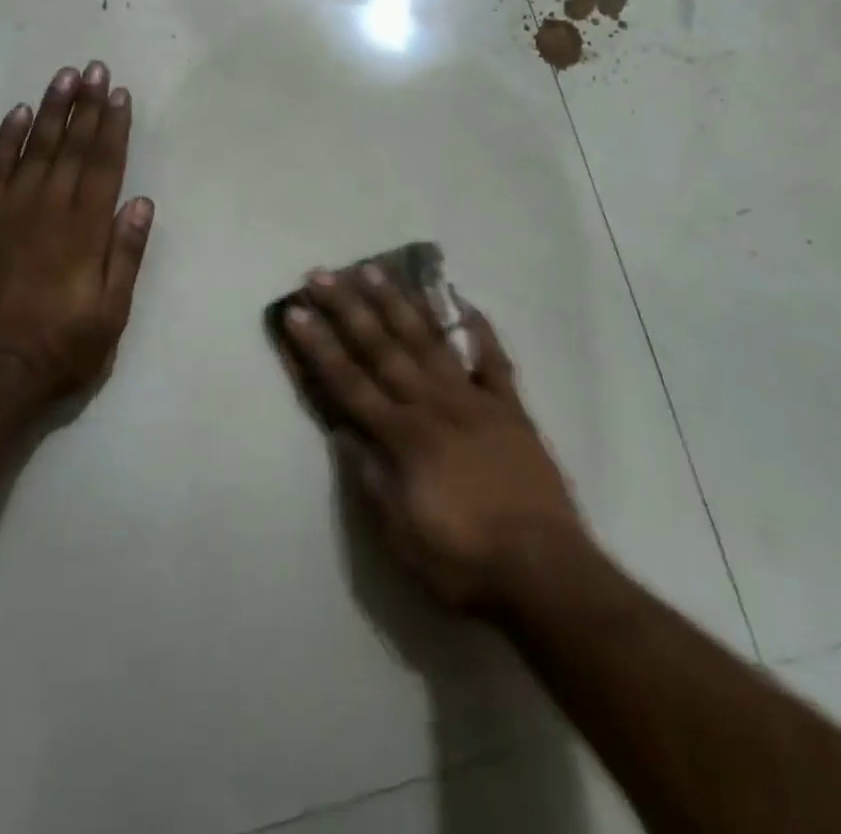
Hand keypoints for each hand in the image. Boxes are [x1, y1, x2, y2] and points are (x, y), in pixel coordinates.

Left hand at [0, 61, 154, 424]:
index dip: (113, 127)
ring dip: (51, 110)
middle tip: (95, 69)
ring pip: (35, 149)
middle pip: (72, 147)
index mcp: (85, 230)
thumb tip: (141, 202)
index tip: (120, 94)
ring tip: (65, 77)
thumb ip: (125, 255)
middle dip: (87, 106)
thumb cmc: (61, 349)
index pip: (104, 164)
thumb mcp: (111, 314)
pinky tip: (17, 114)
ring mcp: (9, 212)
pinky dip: (6, 140)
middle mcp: (49, 209)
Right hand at [279, 269, 583, 615]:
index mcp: (403, 436)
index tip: (296, 311)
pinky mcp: (509, 408)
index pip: (349, 382)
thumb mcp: (401, 535)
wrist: (544, 571)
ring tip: (375, 270)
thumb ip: (371, 478)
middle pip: (383, 348)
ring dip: (399, 304)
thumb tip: (344, 434)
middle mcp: (433, 405)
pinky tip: (464, 301)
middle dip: (348, 309)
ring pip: (429, 341)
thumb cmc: (463, 561)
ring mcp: (474, 400)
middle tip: (324, 273)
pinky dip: (479, 329)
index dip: (319, 346)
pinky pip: (493, 360)